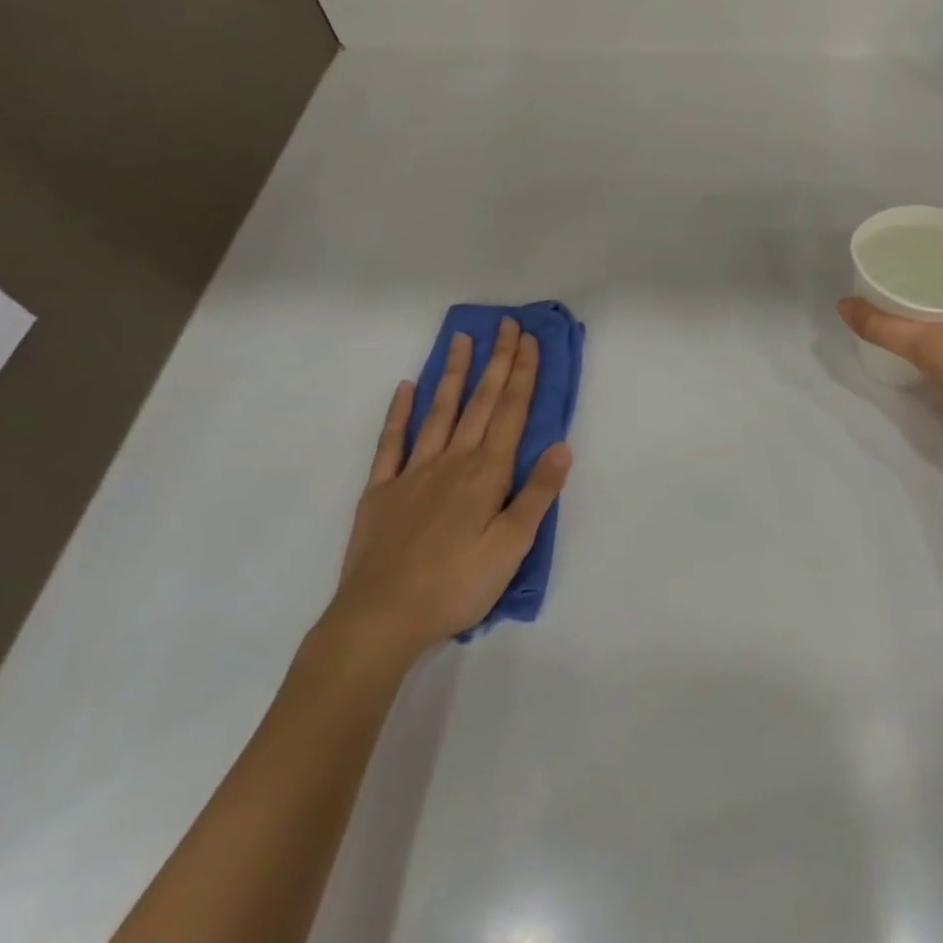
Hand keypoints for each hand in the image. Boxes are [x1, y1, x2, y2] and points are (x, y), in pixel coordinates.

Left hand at [322, 319, 571, 670]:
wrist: (381, 618)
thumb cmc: (457, 585)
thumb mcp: (512, 547)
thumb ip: (537, 494)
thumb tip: (562, 447)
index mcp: (486, 474)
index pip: (511, 413)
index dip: (522, 374)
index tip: (529, 340)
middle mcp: (452, 461)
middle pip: (480, 402)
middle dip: (497, 361)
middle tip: (506, 324)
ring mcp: (412, 472)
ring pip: (440, 412)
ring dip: (454, 374)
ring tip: (462, 339)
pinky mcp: (381, 491)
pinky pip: (391, 442)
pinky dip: (399, 413)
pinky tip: (405, 388)